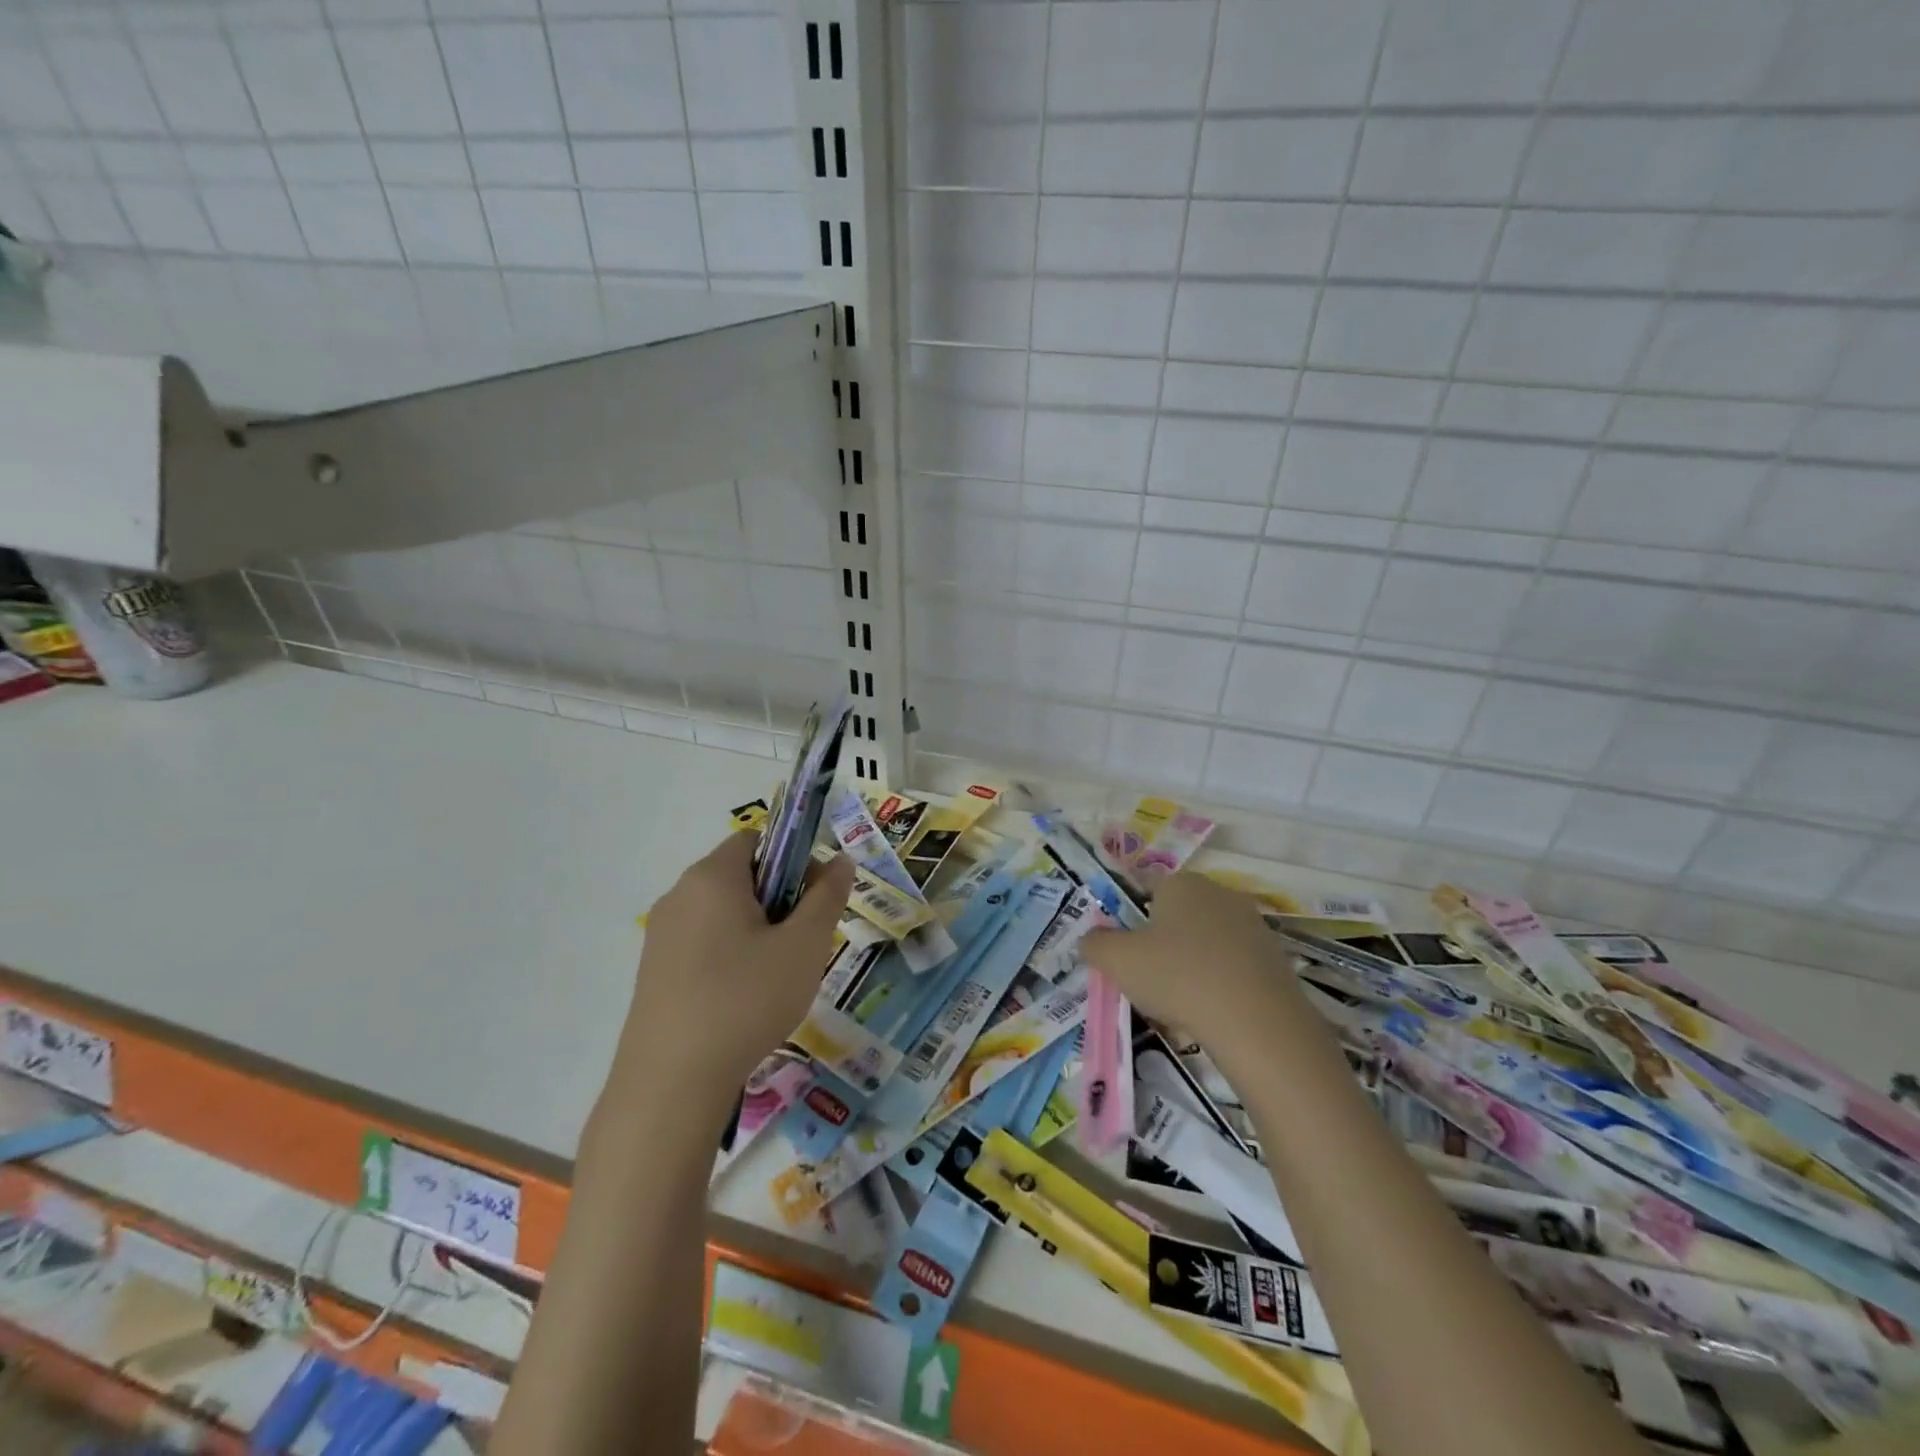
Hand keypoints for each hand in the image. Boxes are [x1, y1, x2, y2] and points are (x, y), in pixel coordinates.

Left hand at [614, 832, 853, 1101]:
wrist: (671, 1083)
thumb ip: (827, 896)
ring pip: (722, 913)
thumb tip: (840, 860)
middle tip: (803, 942)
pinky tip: (744, 998)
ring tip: (777, 976)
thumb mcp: (804, 946)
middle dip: (779, 899)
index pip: (757, 839)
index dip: (793, 858)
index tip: (814, 899)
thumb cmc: (746, 1000)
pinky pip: (702, 943)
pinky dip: (730, 955)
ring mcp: (660, 935)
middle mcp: (679, 895)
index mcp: (712, 877)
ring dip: (757, 930)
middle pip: (740, 876)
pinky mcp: (653, 972)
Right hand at [1080, 871, 1304, 1071]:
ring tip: (1179, 1001)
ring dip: (1191, 962)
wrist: (1256, 1022)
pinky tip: (1211, 1010)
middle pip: (1178, 913)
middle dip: (1162, 940)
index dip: (1131, 917)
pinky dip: (1219, 981)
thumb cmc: (1177, 977)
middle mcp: (1218, 892)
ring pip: (1206, 940)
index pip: (1146, 888)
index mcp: (1180, 883)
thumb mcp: (1117, 961)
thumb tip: (1090, 939)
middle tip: (1147, 976)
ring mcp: (1251, 923)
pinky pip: (1233, 964)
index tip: (1125, 950)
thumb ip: (1095, 944)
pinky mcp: (1274, 956)